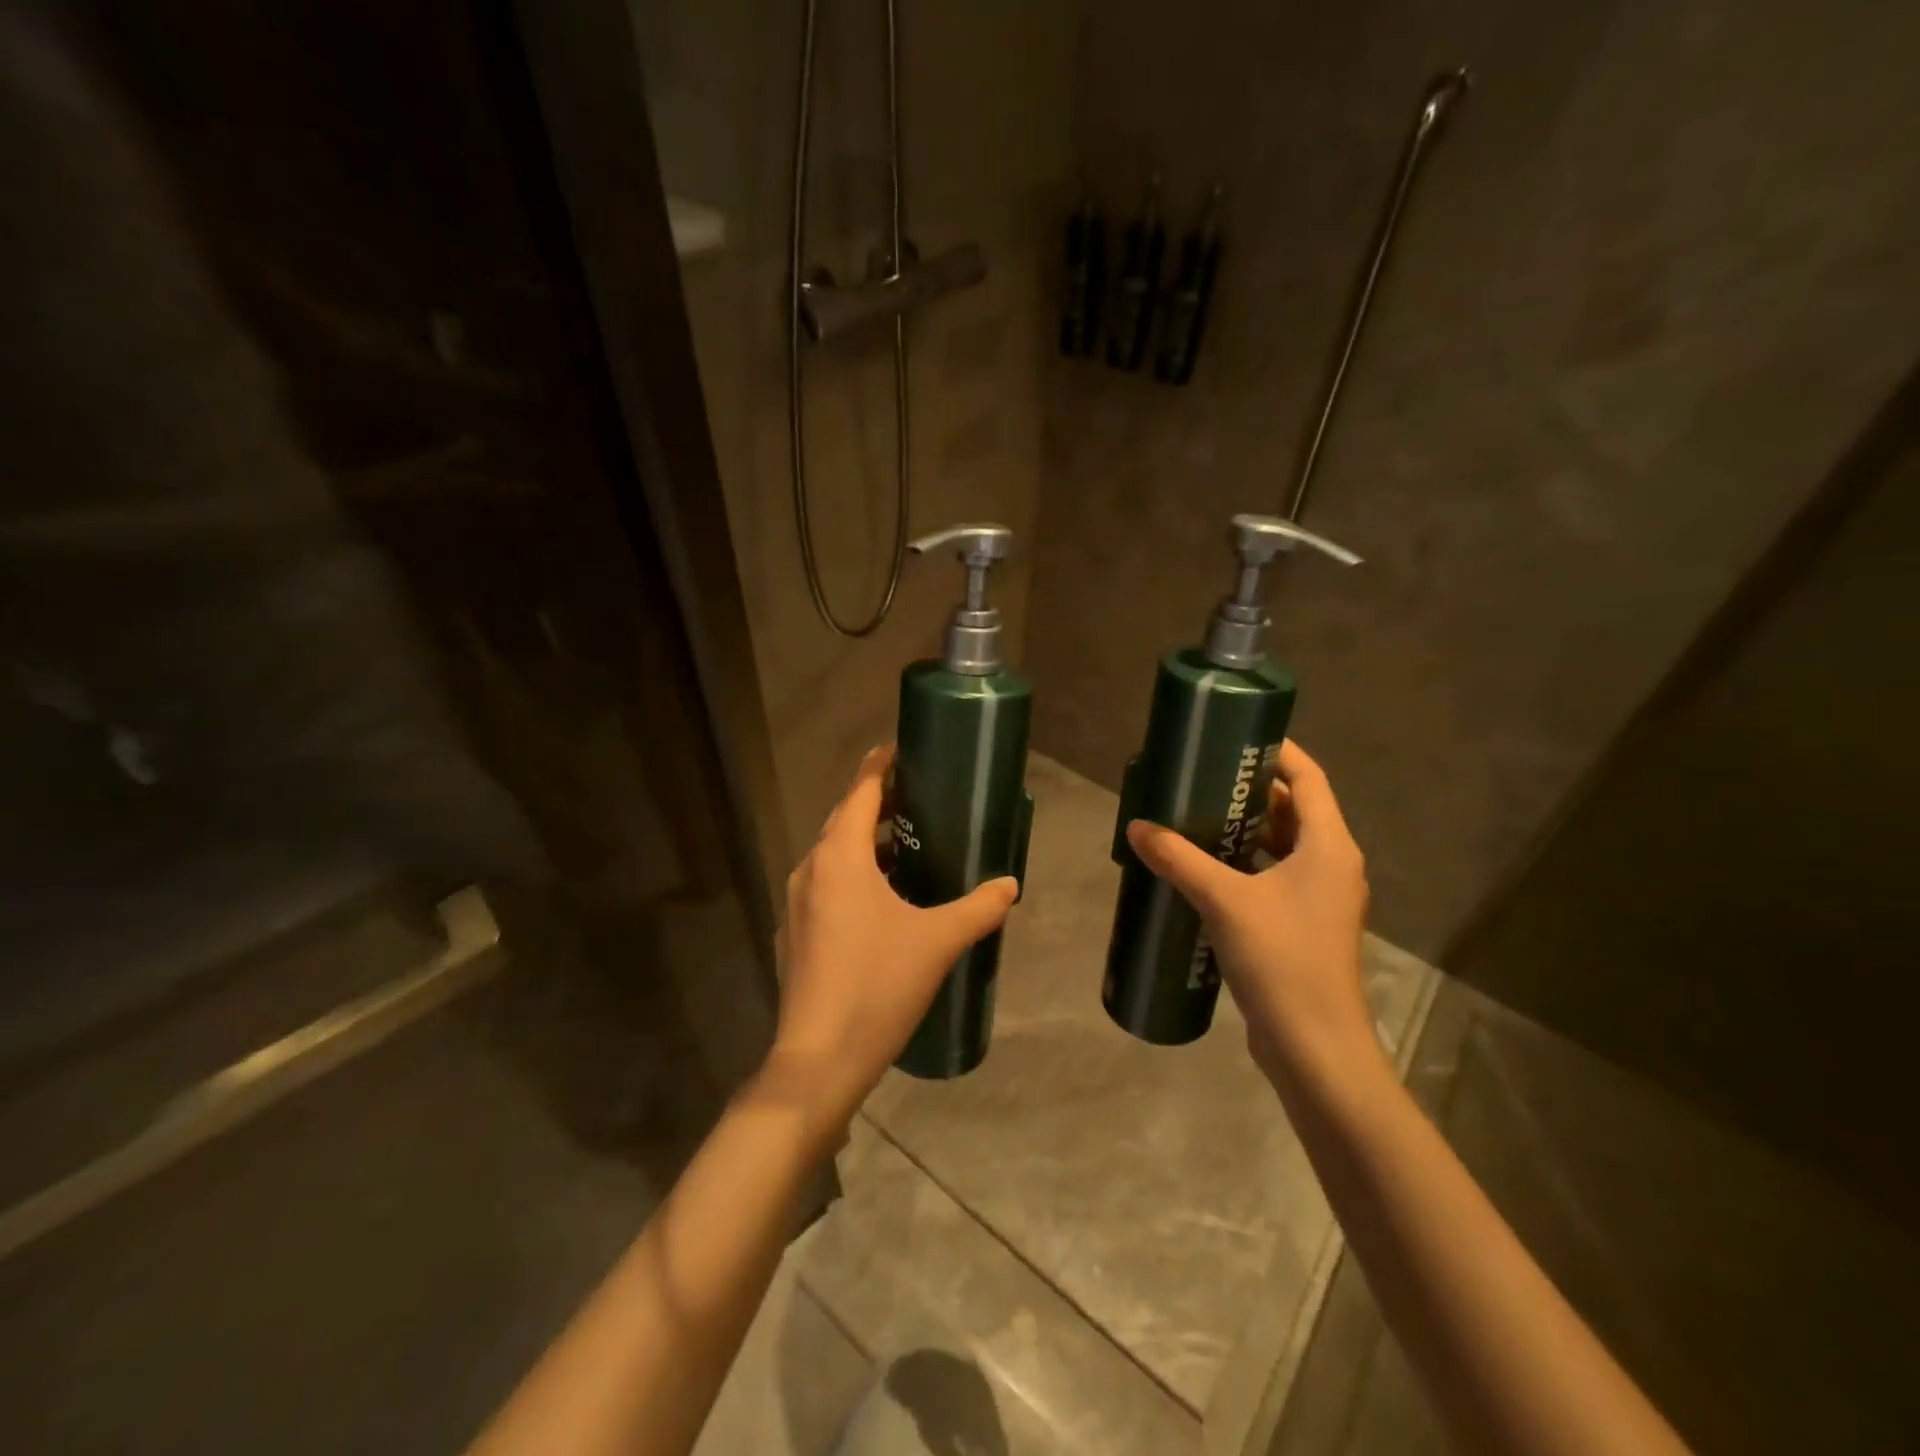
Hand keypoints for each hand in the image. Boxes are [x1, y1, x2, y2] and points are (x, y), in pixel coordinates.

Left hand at [763, 746, 1018, 1129]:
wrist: (819, 1060)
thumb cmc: (877, 986)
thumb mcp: (938, 942)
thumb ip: (979, 908)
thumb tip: (1010, 885)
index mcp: (840, 857)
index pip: (861, 791)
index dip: (880, 765)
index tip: (903, 748)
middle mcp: (811, 870)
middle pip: (845, 818)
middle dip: (878, 801)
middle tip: (919, 795)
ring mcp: (797, 903)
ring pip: (834, 853)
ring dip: (867, 840)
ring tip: (909, 843)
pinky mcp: (796, 933)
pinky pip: (826, 884)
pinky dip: (854, 873)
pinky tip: (883, 898)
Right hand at [1125, 740, 1374, 1084]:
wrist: (1314, 1045)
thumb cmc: (1281, 959)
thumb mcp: (1224, 900)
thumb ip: (1179, 859)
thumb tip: (1138, 827)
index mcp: (1329, 846)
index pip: (1309, 778)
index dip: (1278, 752)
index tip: (1236, 738)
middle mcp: (1332, 864)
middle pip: (1296, 810)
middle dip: (1251, 791)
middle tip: (1203, 777)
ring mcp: (1321, 898)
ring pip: (1284, 845)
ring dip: (1246, 829)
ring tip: (1197, 815)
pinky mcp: (1304, 925)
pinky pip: (1275, 875)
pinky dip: (1246, 862)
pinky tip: (1205, 867)